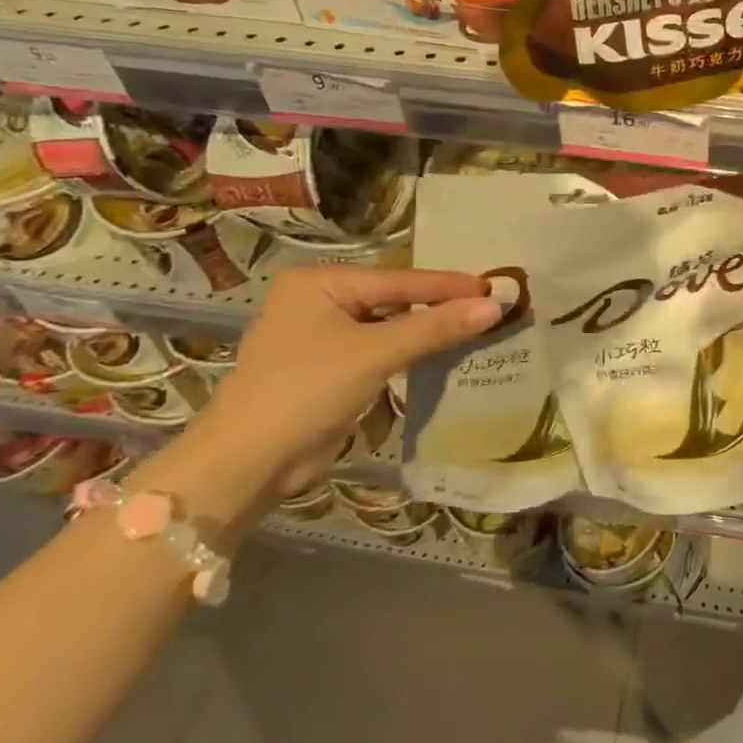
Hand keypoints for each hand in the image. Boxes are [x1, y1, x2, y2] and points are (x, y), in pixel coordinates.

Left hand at [146, 267, 501, 523]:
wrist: (248, 463)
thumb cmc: (306, 390)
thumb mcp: (375, 353)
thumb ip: (435, 327)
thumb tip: (495, 305)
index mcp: (319, 282)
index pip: (398, 280)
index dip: (448, 285)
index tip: (494, 286)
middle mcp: (319, 301)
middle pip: (394, 300)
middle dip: (440, 307)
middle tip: (490, 305)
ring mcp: (323, 336)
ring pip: (389, 327)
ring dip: (428, 331)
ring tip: (478, 326)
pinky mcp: (330, 369)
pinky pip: (381, 351)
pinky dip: (411, 353)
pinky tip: (444, 353)